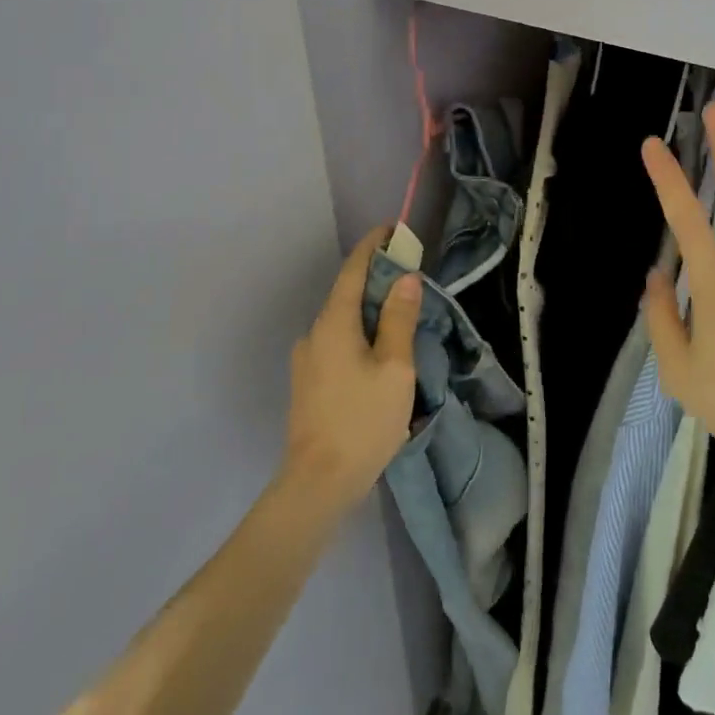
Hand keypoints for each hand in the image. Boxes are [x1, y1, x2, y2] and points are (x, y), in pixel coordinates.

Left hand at [281, 225, 420, 510]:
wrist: (317, 484)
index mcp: (334, 322)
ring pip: (342, 321)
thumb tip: (404, 278)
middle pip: (347, 294)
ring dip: (368, 311)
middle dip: (376, 280)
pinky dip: (359, 335)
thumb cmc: (362, 420)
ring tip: (399, 318)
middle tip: (408, 277)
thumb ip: (399, 319)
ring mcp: (306, 359)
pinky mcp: (307, 383)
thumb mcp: (394, 368)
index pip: (353, 269)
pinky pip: (337, 343)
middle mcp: (314, 332)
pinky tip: (378, 355)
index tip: (392, 230)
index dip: (372, 246)